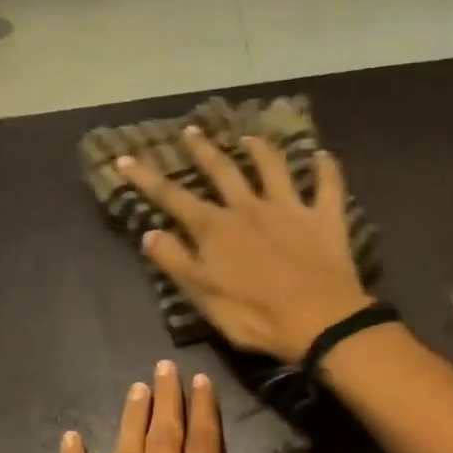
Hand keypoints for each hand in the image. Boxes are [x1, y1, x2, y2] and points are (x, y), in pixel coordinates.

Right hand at [117, 129, 373, 362]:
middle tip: (191, 131)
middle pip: (222, 171)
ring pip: (273, 168)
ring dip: (260, 150)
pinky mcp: (325, 219)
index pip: (173, 197)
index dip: (147, 178)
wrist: (320, 322)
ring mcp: (290, 209)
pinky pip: (328, 186)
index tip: (125, 157)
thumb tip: (150, 233)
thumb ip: (177, 263)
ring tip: (250, 137)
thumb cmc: (257, 317)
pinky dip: (326, 169)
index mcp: (216, 229)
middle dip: (202, 151)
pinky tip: (323, 155)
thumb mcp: (205, 298)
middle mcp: (249, 208)